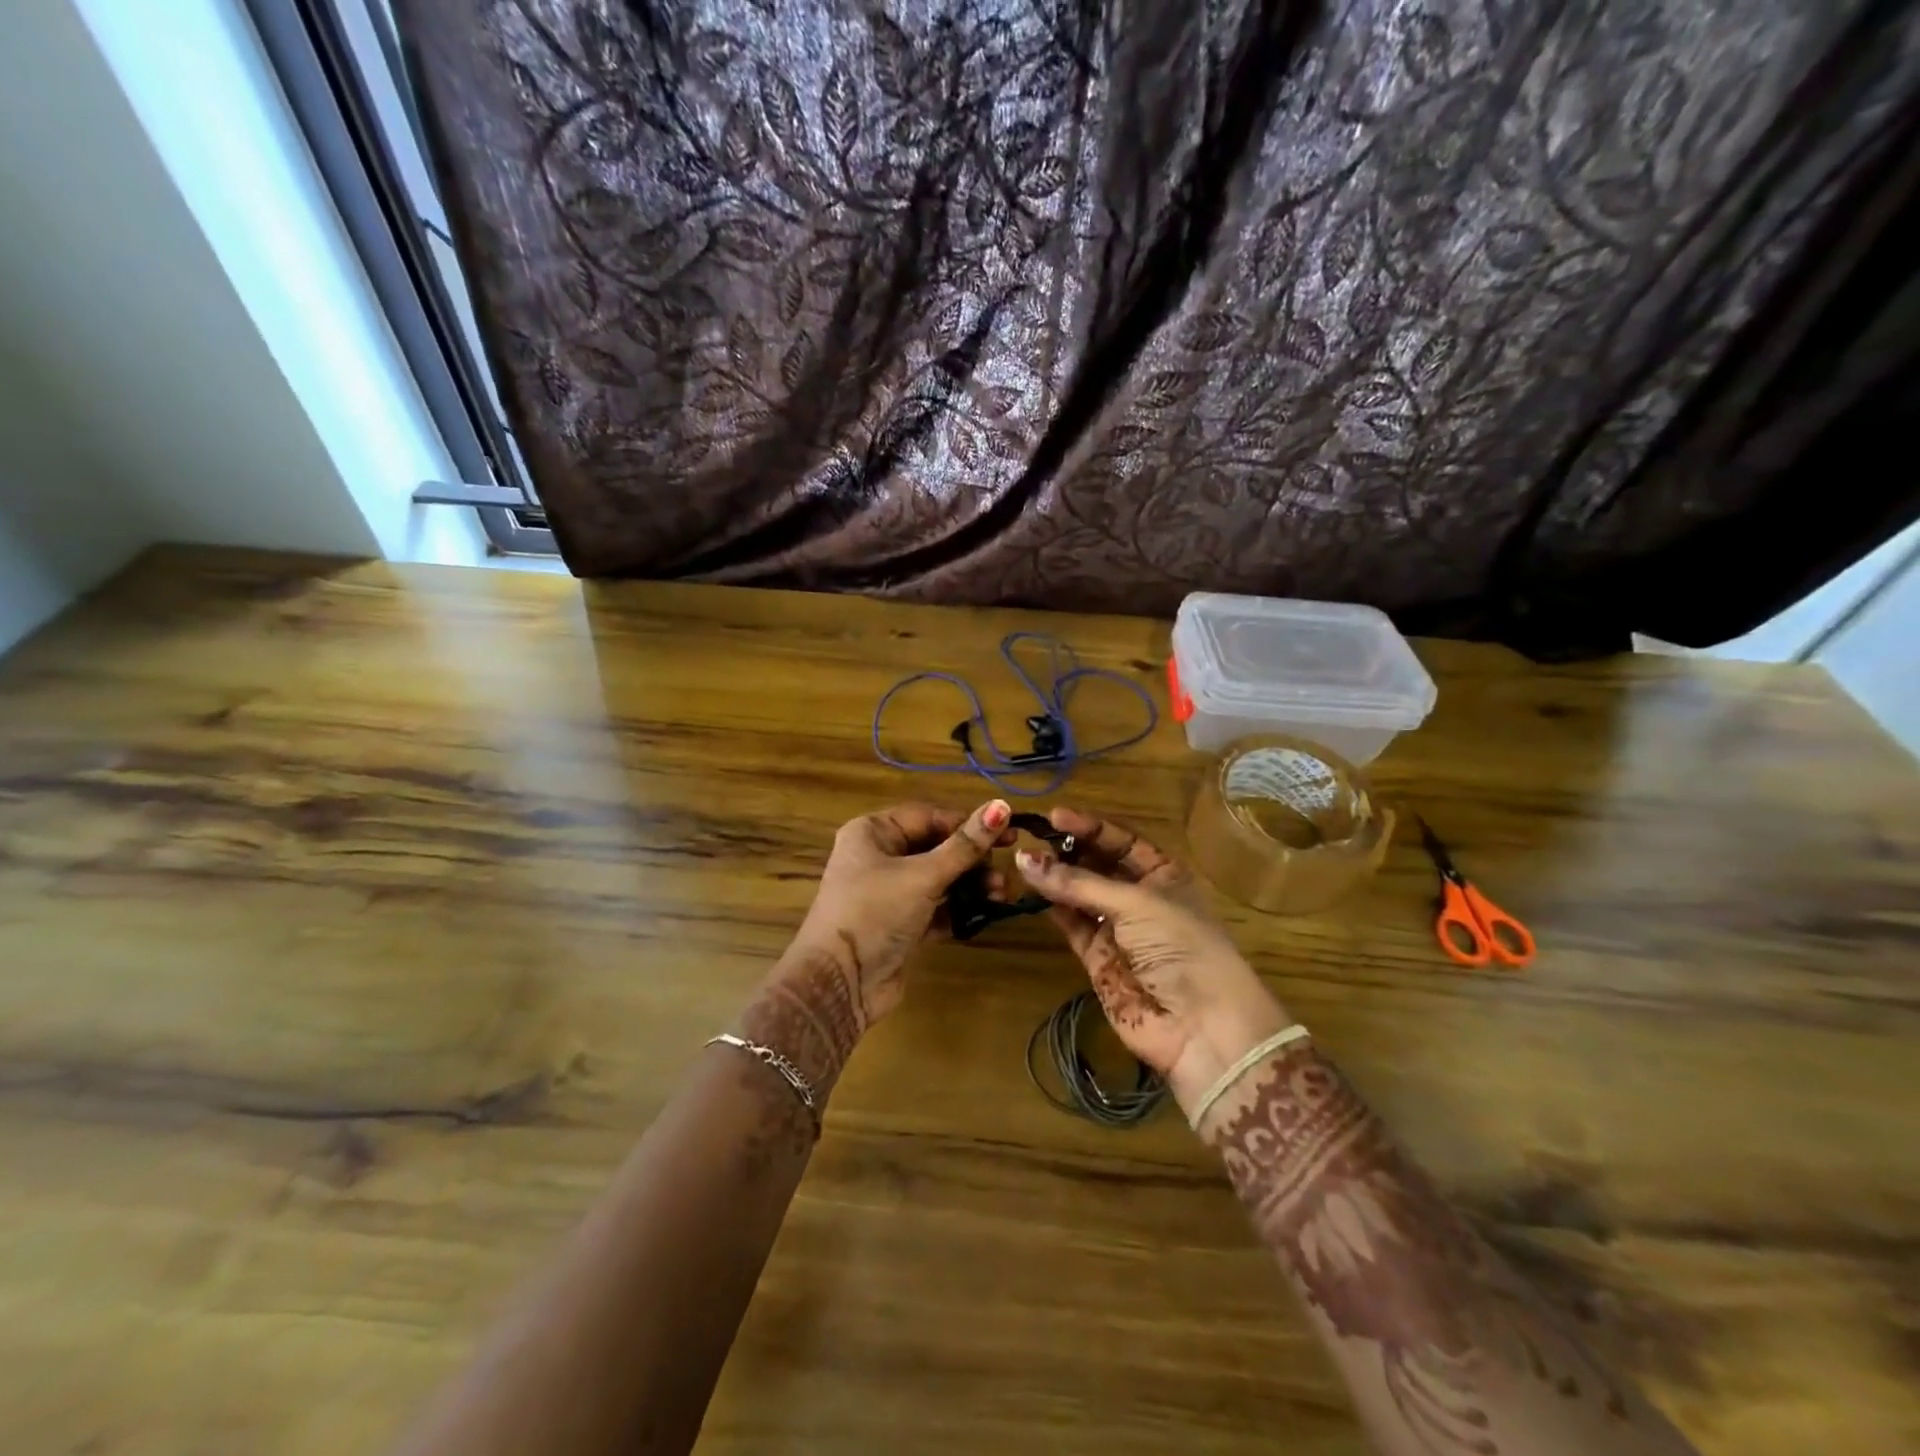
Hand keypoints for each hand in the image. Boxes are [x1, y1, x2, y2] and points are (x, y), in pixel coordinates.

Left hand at [787, 799, 1014, 1025]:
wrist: (840, 984)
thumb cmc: (875, 913)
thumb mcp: (923, 876)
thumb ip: (965, 845)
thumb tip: (1001, 805)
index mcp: (873, 832)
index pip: (929, 817)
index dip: (968, 824)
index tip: (1008, 834)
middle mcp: (879, 857)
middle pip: (936, 848)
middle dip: (972, 860)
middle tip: (1004, 872)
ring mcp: (889, 893)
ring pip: (939, 879)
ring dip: (970, 885)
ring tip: (1000, 895)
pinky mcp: (900, 924)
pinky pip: (936, 908)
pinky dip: (958, 909)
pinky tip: (985, 913)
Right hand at [1015, 808, 1292, 1113]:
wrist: (1200, 1027)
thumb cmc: (1180, 946)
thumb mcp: (1135, 904)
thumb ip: (1078, 883)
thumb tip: (1024, 859)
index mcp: (1163, 874)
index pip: (1121, 841)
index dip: (1089, 827)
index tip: (1053, 817)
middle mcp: (1140, 897)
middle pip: (1098, 865)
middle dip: (1068, 851)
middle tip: (1031, 838)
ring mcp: (1118, 929)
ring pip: (1080, 894)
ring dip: (1056, 878)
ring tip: (1022, 860)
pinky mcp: (1098, 958)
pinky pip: (1072, 924)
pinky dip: (1053, 908)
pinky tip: (1032, 890)